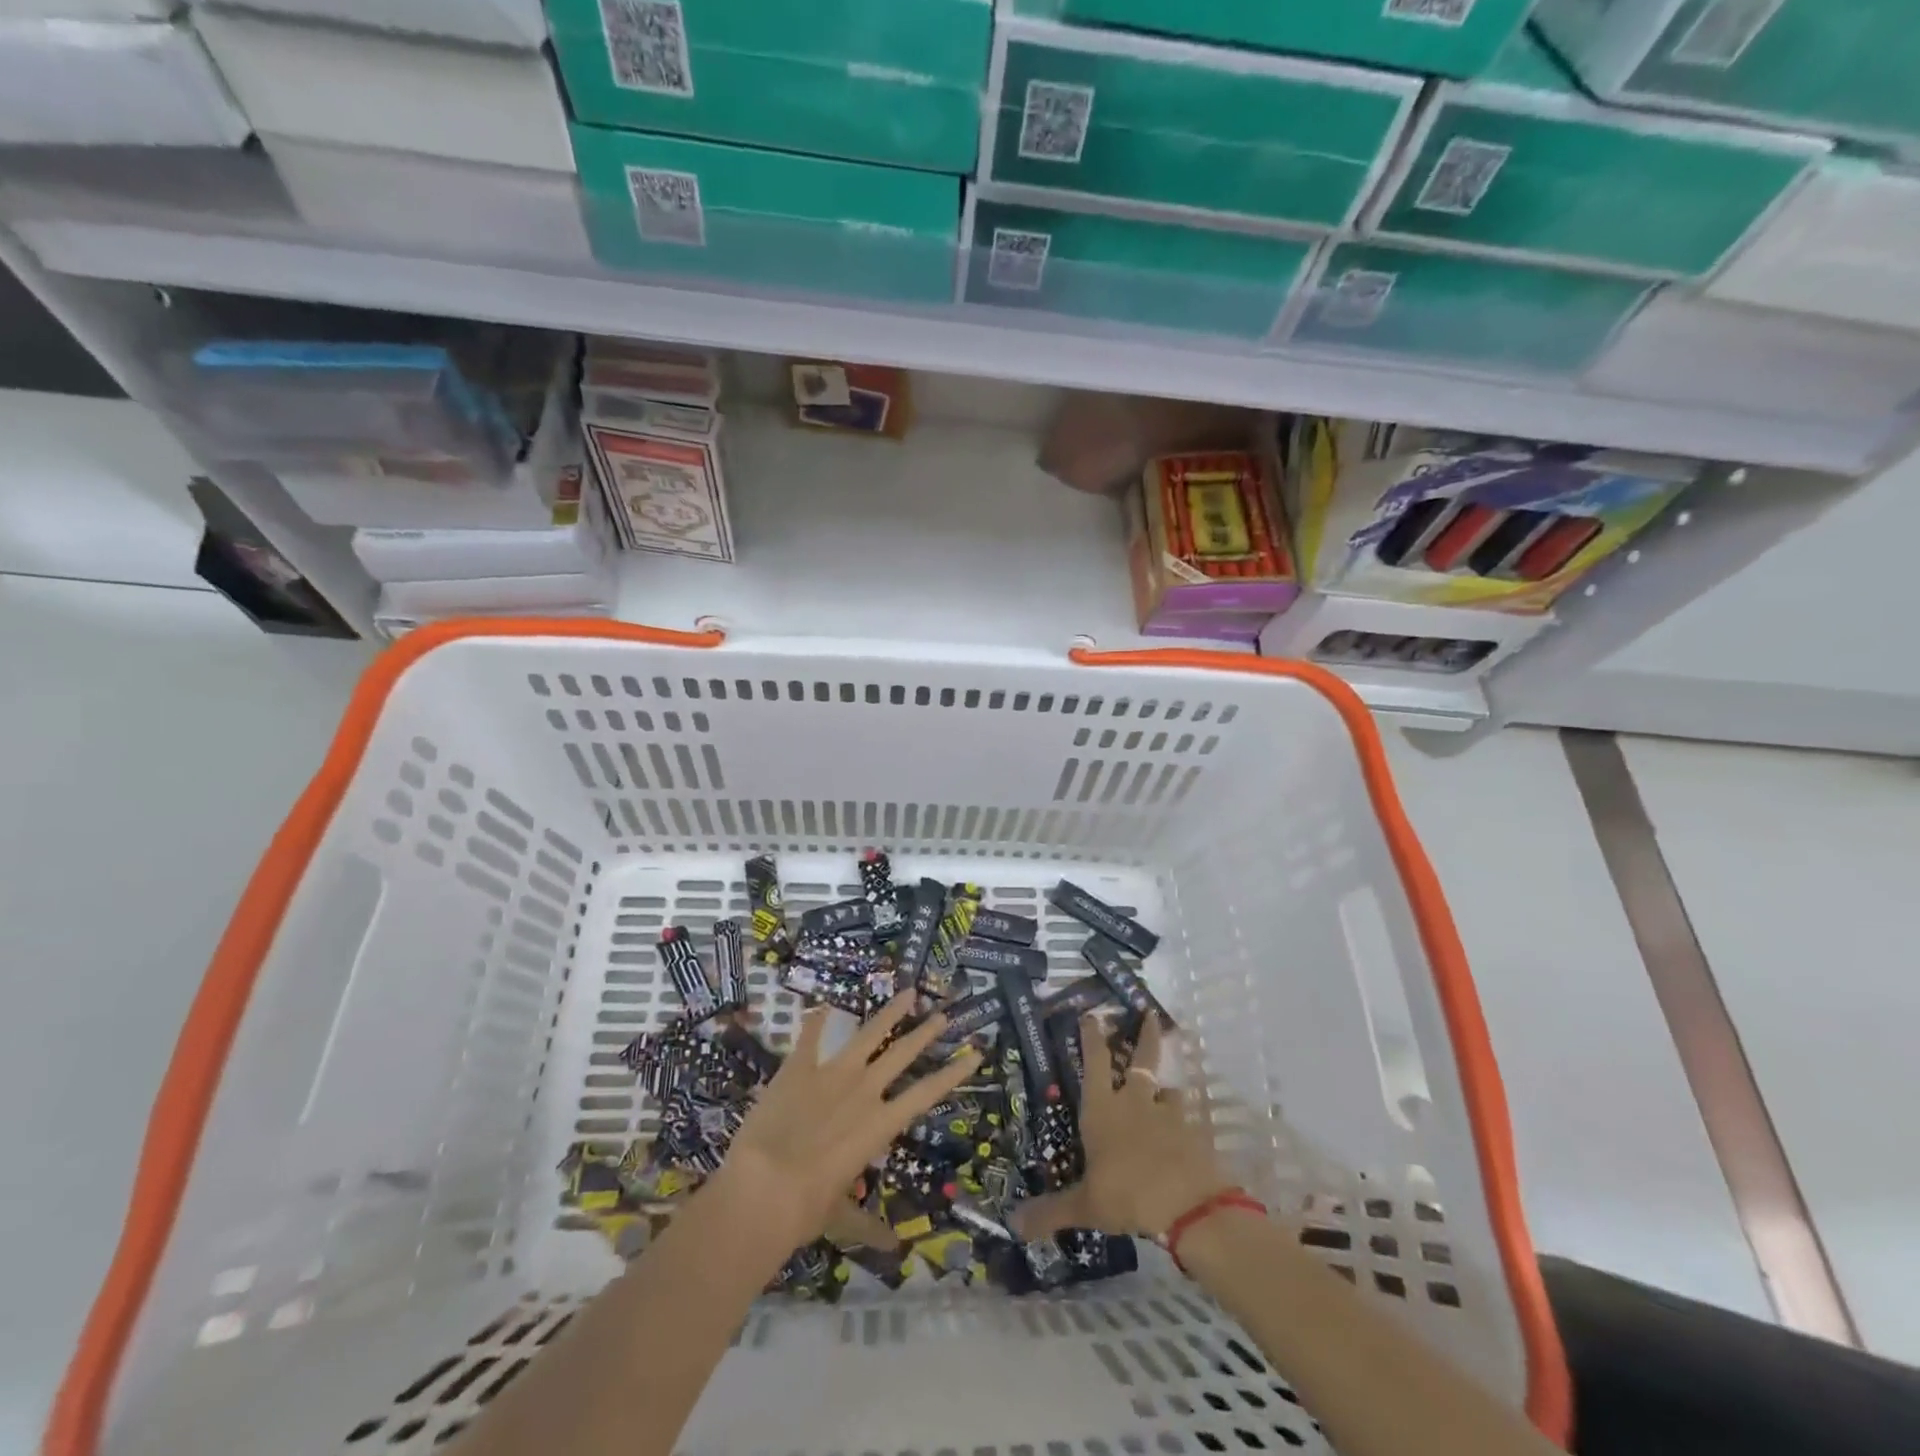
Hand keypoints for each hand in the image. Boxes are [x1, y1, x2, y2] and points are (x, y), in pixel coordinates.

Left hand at [713, 993, 979, 1251]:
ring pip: (868, 1033)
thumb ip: (868, 1227)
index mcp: (880, 1124)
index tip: (975, 1052)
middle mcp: (863, 1090)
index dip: (953, 1072)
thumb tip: (893, 1251)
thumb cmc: (808, 1208)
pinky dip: (817, 1020)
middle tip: (942, 1014)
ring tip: (907, 992)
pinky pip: (811, 1036)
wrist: (764, 1187)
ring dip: (889, 1013)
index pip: (927, 1093)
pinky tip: (824, 1005)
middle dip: (924, 1033)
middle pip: (902, 1053)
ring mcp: (831, 1073)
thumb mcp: (842, 1217)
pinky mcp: (798, 1068)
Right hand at [1014, 1016, 1232, 1239]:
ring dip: (1165, 1085)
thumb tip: (1012, 1223)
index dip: (1092, 1035)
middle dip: (1145, 1034)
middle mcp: (1135, 1101)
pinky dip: (1185, 1119)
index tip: (1092, 1013)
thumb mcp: (1085, 1206)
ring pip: (1167, 1087)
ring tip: (1166, 1087)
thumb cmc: (1128, 1194)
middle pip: (1141, 1057)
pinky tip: (1186, 1129)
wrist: (1189, 1205)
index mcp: (1103, 1109)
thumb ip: (1050, 1212)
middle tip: (1150, 1012)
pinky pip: (1187, 1118)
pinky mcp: (1193, 1132)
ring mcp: (1168, 1113)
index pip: (1095, 1061)